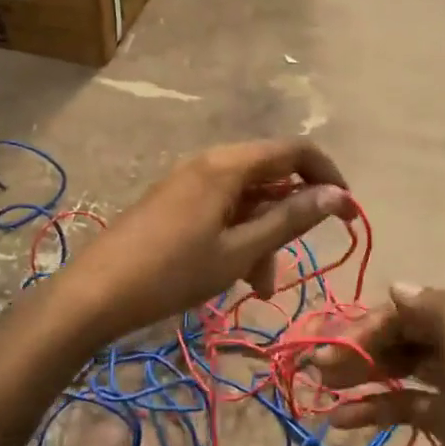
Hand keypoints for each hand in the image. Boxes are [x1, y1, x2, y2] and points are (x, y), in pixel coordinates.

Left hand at [60, 139, 354, 342]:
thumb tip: (338, 194)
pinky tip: (234, 275)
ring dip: (262, 238)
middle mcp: (209, 163)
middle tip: (294, 263)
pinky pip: (222, 211)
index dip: (328, 177)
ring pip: (246, 201)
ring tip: (258, 286)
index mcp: (227, 165)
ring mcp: (188, 182)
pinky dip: (237, 238)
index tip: (348, 213)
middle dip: (289, 220)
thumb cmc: (173, 272)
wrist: (96, 293)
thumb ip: (290, 219)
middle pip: (270, 178)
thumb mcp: (239, 250)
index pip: (295, 151)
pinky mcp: (174, 202)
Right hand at [312, 284, 444, 445]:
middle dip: (360, 349)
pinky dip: (376, 410)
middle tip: (318, 369)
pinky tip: (344, 422)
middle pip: (402, 338)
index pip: (409, 311)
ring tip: (323, 391)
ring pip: (400, 371)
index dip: (368, 325)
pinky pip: (405, 406)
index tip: (332, 348)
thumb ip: (439, 313)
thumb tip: (397, 285)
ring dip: (362, 377)